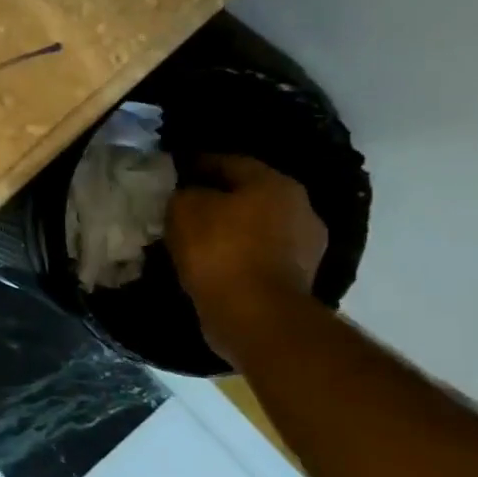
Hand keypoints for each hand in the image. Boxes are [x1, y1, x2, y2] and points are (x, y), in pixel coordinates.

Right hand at [166, 154, 326, 360]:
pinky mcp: (298, 279)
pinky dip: (237, 254)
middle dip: (217, 198)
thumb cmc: (219, 250)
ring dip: (230, 228)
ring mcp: (305, 246)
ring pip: (256, 226)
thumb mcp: (184, 209)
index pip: (229, 162)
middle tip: (183, 205)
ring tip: (195, 237)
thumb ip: (184, 192)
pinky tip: (213, 262)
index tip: (172, 172)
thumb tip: (187, 192)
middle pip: (248, 194)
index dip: (197, 164)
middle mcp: (300, 208)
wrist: (254, 314)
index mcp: (275, 183)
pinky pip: (259, 255)